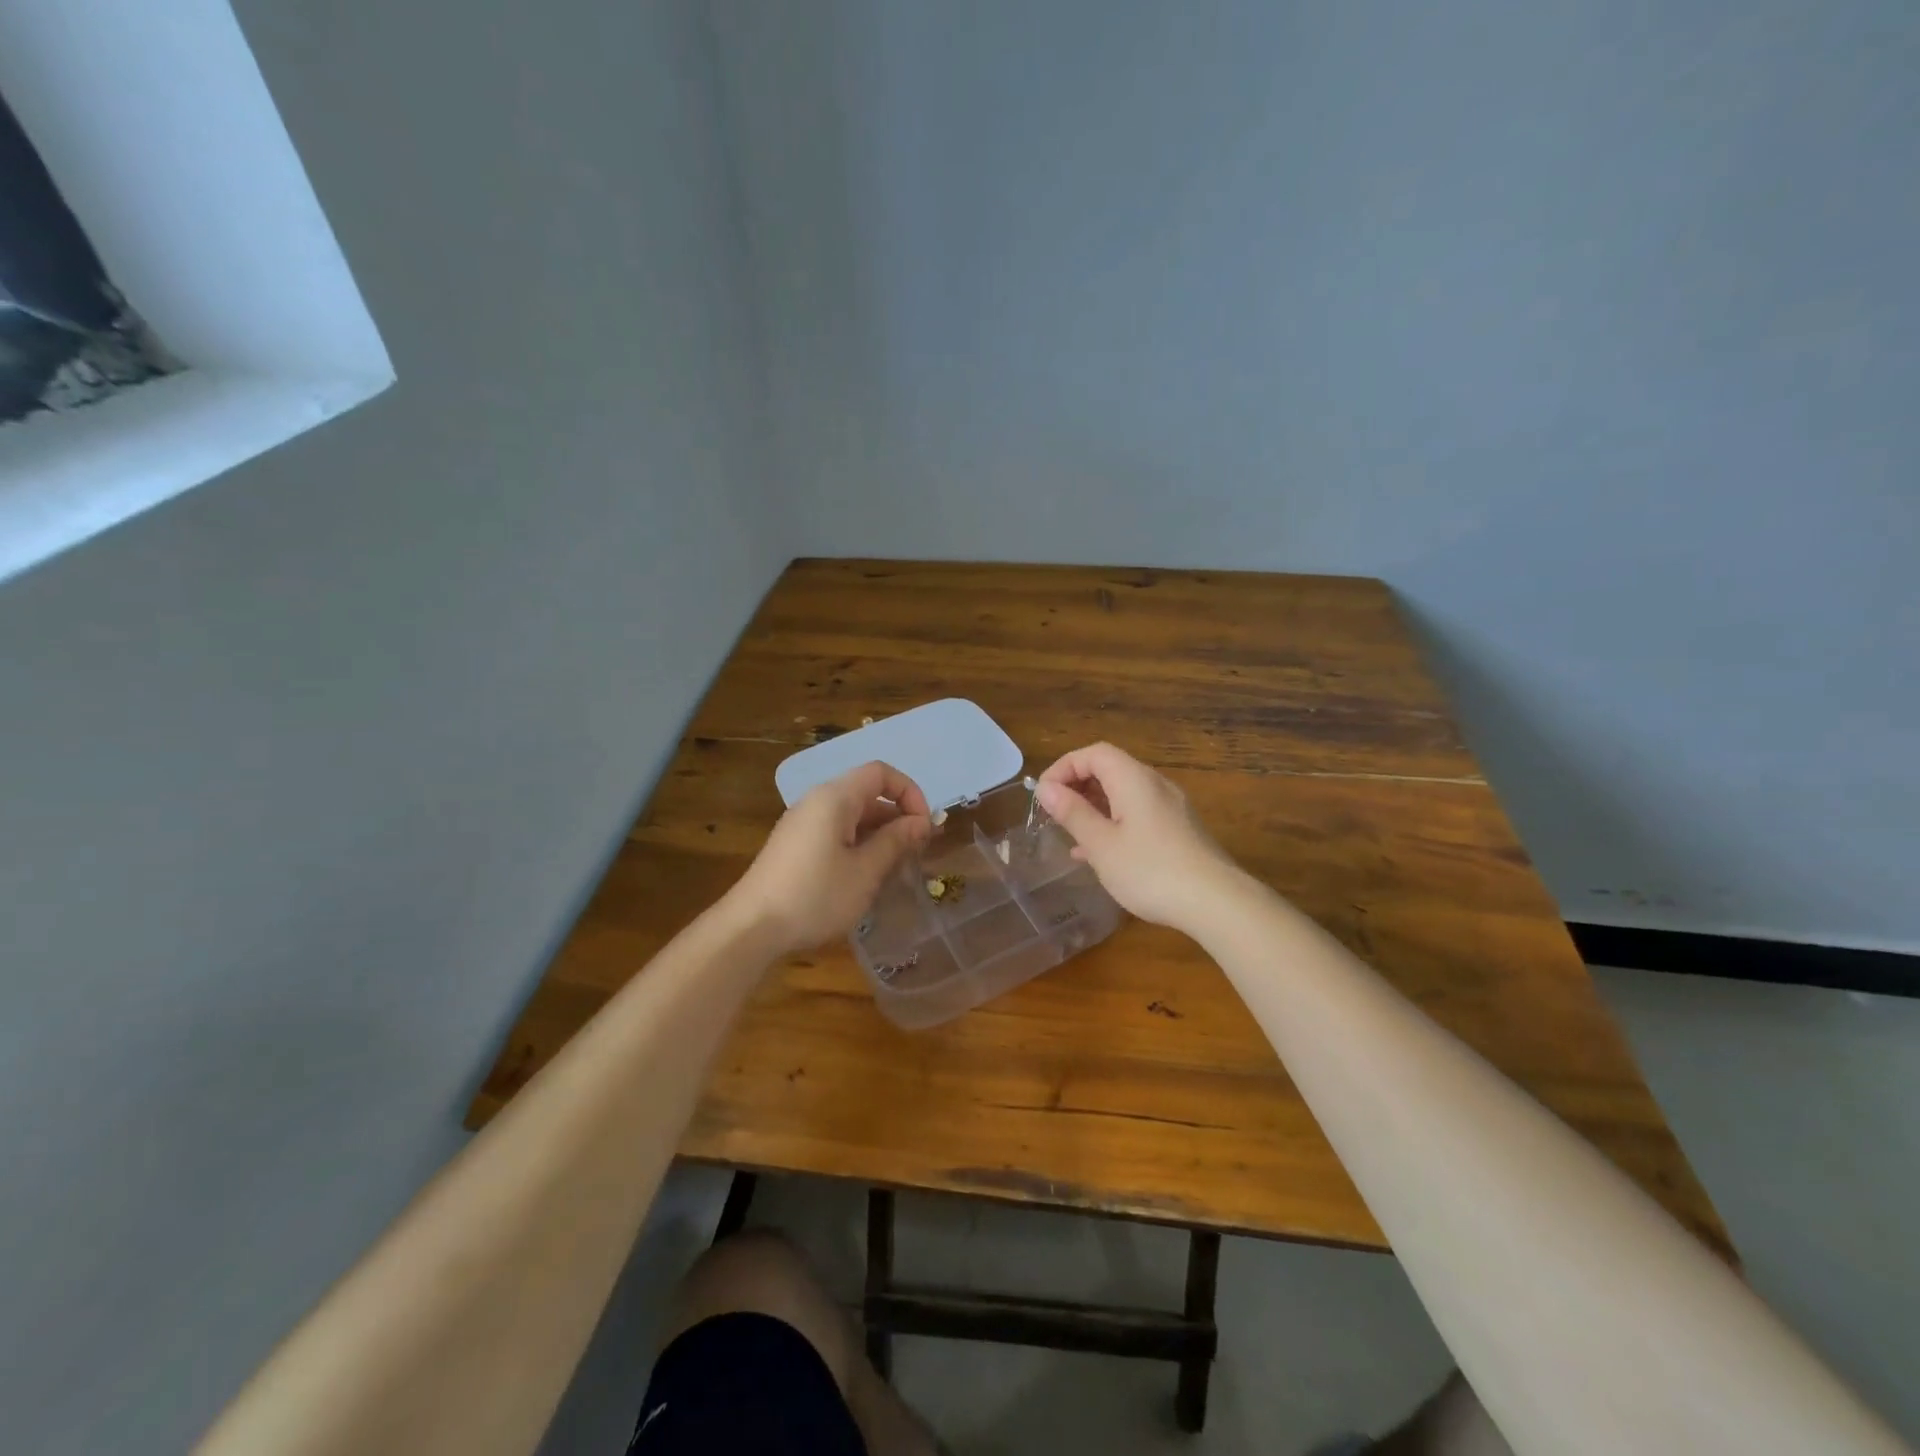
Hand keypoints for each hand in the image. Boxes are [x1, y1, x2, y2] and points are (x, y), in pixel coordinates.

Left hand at [730, 761, 932, 954]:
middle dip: (897, 817)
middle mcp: (817, 802)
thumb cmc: (815, 896)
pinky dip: (859, 845)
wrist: (751, 928)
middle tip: (918, 851)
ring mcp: (803, 824)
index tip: (924, 827)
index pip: (881, 773)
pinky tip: (866, 877)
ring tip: (897, 868)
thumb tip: (921, 821)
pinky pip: (836, 832)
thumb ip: (896, 841)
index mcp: (835, 798)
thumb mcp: (865, 871)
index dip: (909, 792)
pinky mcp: (795, 846)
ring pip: (852, 816)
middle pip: (867, 793)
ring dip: (880, 835)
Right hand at [1036, 742, 1242, 932]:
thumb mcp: (1101, 844)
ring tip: (1071, 833)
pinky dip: (1114, 822)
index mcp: (1134, 779)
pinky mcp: (1180, 830)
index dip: (1064, 766)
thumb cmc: (1150, 870)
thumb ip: (1073, 813)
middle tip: (1054, 813)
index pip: (1094, 753)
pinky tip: (1100, 854)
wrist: (1217, 902)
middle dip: (1078, 786)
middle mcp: (1155, 785)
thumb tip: (1046, 788)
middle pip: (1110, 769)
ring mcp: (1171, 807)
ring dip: (1094, 807)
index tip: (1043, 794)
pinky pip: (1138, 814)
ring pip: (1124, 794)